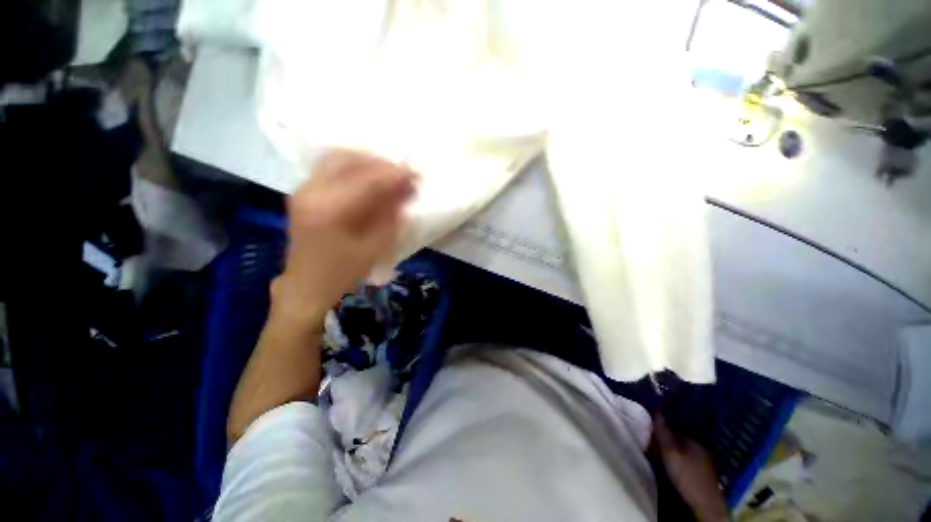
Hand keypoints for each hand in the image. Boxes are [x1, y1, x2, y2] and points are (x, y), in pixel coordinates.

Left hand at [271, 150, 416, 325]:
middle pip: (349, 160)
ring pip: (337, 157)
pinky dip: (352, 166)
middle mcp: (311, 191)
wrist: (307, 286)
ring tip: (388, 175)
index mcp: (330, 210)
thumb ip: (391, 215)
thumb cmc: (344, 273)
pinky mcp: (303, 191)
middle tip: (403, 175)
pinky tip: (368, 177)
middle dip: (381, 164)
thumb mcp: (375, 247)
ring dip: (366, 162)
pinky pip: (329, 166)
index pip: (368, 179)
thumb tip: (406, 189)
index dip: (395, 175)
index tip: (416, 177)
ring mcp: (303, 189)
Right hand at [655, 415, 728, 521]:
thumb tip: (657, 409)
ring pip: (682, 450)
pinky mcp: (703, 474)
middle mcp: (700, 447)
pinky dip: (677, 459)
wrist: (705, 504)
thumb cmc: (687, 475)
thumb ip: (663, 432)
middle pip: (678, 439)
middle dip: (665, 439)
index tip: (647, 431)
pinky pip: (686, 460)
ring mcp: (703, 461)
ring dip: (670, 450)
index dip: (660, 428)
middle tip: (650, 443)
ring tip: (657, 454)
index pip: (673, 428)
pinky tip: (670, 465)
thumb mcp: (671, 452)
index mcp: (693, 440)